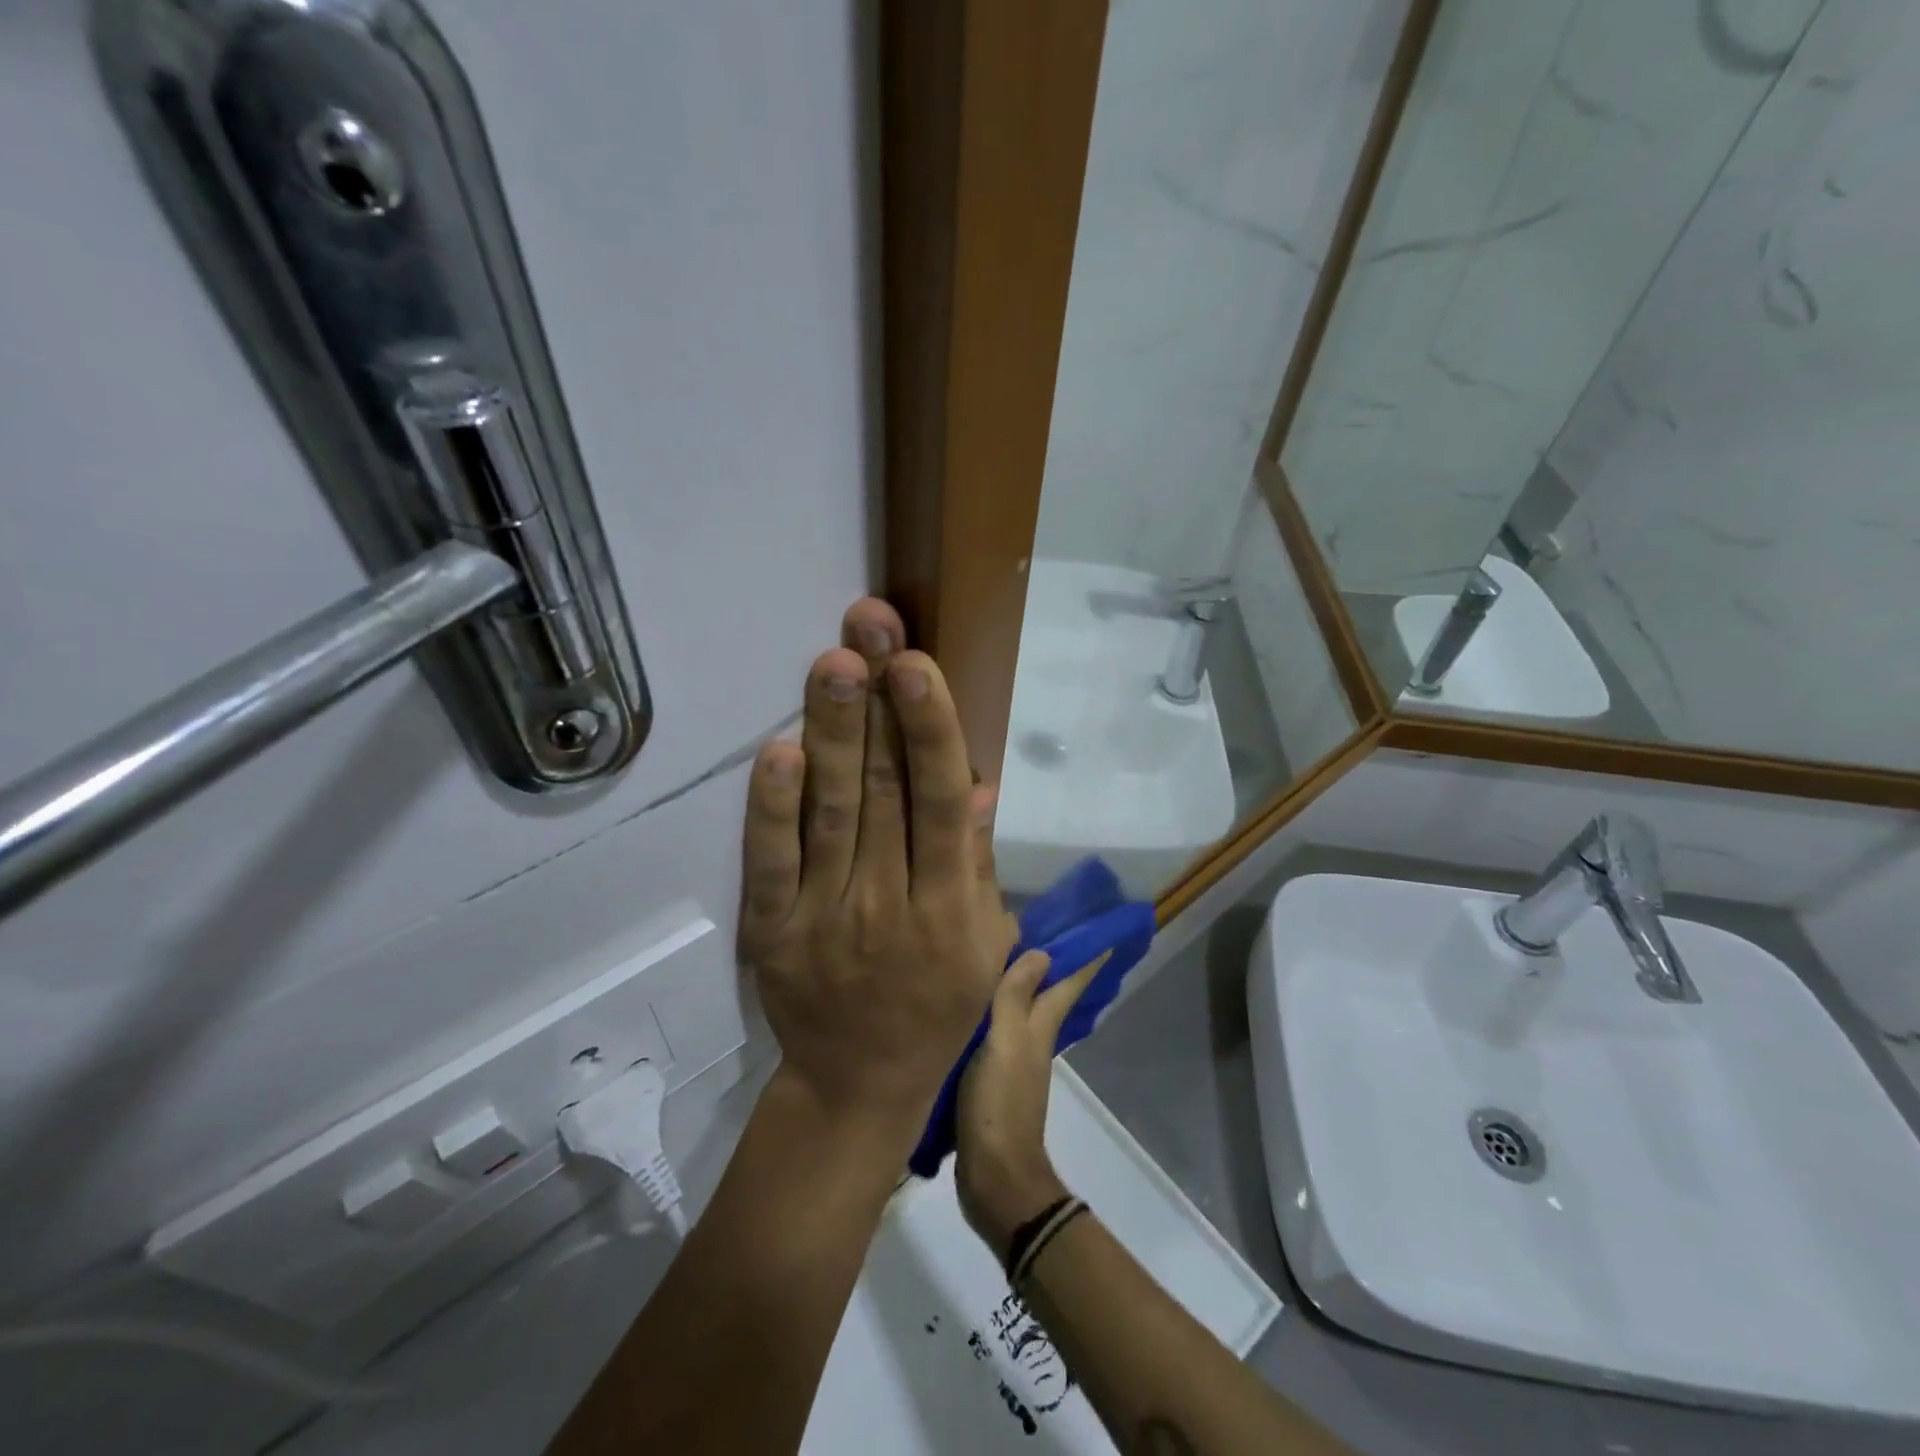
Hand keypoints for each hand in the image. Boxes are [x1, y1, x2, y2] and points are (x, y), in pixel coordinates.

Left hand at [740, 600, 1016, 1147]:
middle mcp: (890, 905)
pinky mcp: (774, 932)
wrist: (857, 1085)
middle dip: (877, 704)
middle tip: (868, 627)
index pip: (941, 805)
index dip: (931, 731)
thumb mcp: (984, 945)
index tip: (917, 665)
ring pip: (831, 814)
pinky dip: (772, 809)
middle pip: (884, 793)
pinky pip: (771, 864)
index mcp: (950, 908)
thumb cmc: (936, 1009)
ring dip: (831, 734)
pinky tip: (778, 752)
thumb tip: (976, 784)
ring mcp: (825, 918)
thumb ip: (975, 864)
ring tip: (833, 662)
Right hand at [955, 949, 1104, 1258]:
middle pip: (1049, 996)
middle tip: (1050, 931)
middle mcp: (1032, 1040)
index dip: (1085, 959)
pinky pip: (998, 1033)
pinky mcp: (994, 1080)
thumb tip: (1042, 952)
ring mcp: (1014, 1062)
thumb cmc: (1000, 1104)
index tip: (1103, 933)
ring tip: (1006, 960)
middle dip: (1054, 967)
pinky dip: (995, 1014)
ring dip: (1023, 988)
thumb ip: (1015, 998)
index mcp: (1039, 1028)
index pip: (1067, 985)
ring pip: (1024, 1013)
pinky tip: (979, 1008)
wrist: (994, 1176)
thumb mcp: (1004, 1043)